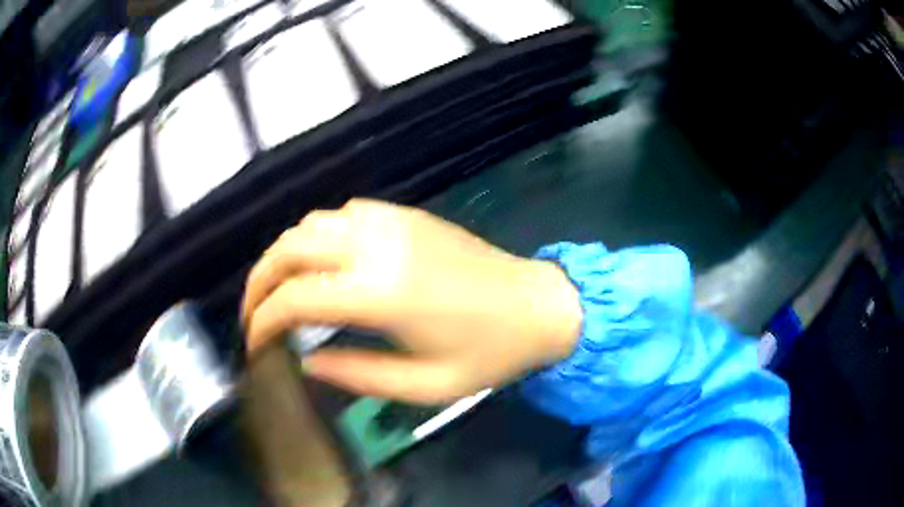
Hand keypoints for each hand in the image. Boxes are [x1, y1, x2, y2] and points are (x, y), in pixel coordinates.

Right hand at [242, 199, 581, 403]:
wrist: (540, 305)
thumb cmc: (491, 353)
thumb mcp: (426, 386)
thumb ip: (358, 375)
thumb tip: (306, 362)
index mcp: (381, 292)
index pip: (295, 298)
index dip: (262, 320)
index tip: (253, 344)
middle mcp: (378, 245)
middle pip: (290, 247)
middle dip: (259, 280)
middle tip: (253, 313)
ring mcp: (392, 221)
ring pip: (311, 223)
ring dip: (285, 255)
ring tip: (281, 291)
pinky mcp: (406, 214)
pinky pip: (343, 213)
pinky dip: (317, 235)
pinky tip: (322, 263)